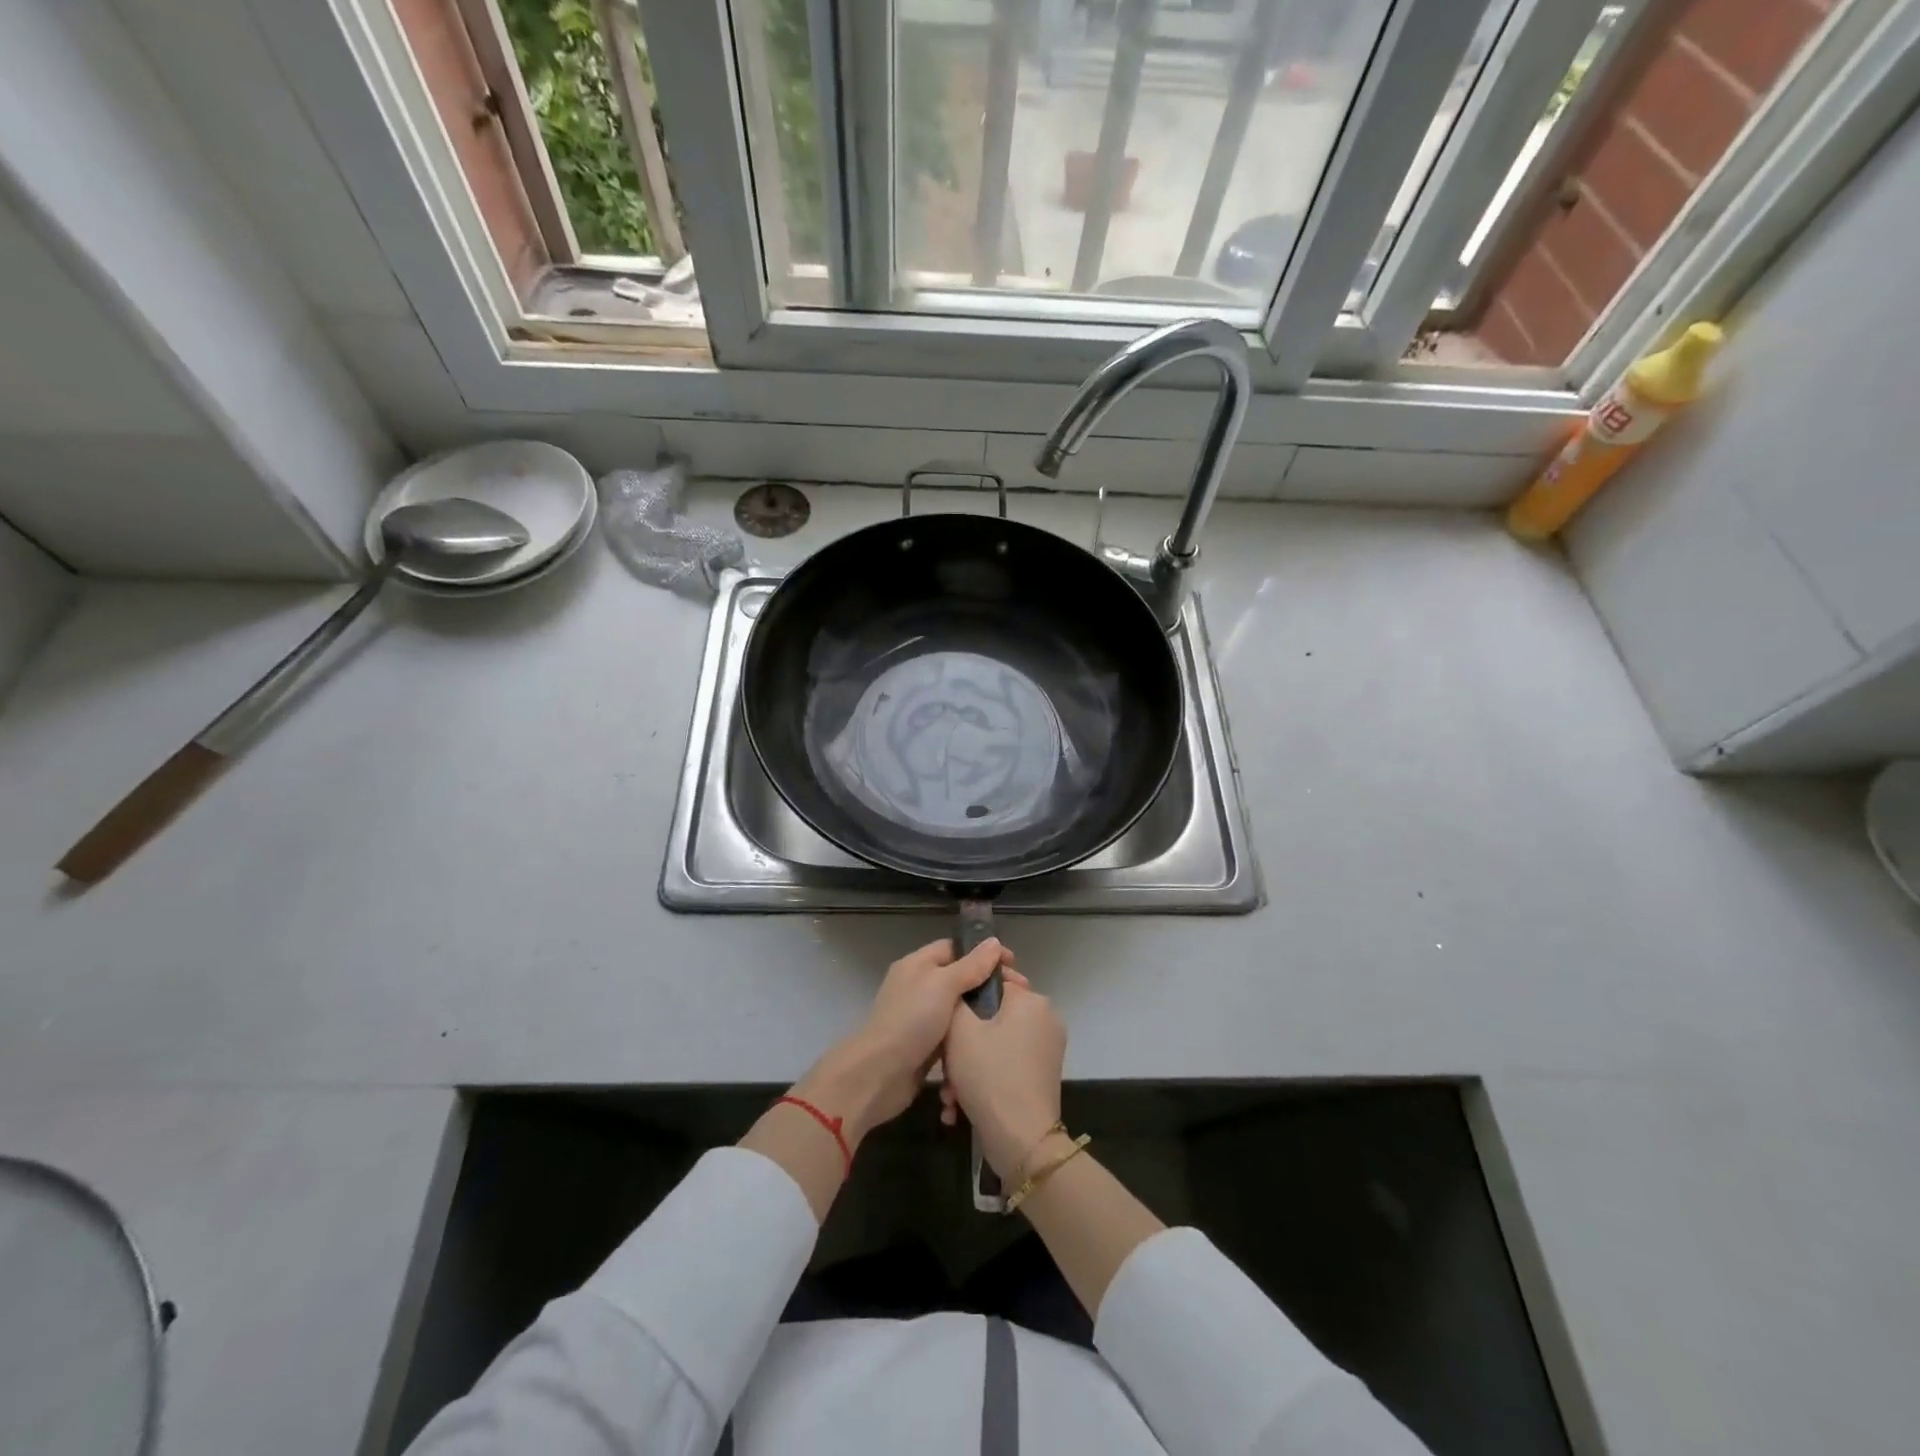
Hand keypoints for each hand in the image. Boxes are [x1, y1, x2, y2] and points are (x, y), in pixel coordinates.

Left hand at [796, 936, 1013, 1144]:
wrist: (879, 1074)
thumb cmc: (912, 1020)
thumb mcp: (943, 985)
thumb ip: (971, 965)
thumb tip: (994, 942)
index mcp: (918, 964)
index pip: (955, 948)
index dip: (983, 953)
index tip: (1013, 965)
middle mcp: (919, 986)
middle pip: (960, 978)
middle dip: (988, 985)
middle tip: (1019, 995)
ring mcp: (921, 1017)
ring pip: (959, 1008)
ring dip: (981, 1013)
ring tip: (1011, 1018)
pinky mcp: (926, 1045)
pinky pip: (953, 1034)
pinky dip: (969, 1036)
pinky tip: (991, 1041)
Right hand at [939, 975, 1066, 1181]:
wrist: (1021, 1141)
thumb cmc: (989, 1075)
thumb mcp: (959, 1030)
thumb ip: (957, 998)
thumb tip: (963, 988)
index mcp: (1031, 1000)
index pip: (993, 981)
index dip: (965, 999)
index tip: (946, 1021)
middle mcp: (1045, 1018)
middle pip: (992, 1018)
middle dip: (963, 1044)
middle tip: (944, 1069)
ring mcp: (1047, 1048)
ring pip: (996, 1045)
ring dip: (969, 1067)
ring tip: (950, 1096)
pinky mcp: (1043, 1075)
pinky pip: (1007, 1064)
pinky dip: (985, 1079)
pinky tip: (961, 1106)